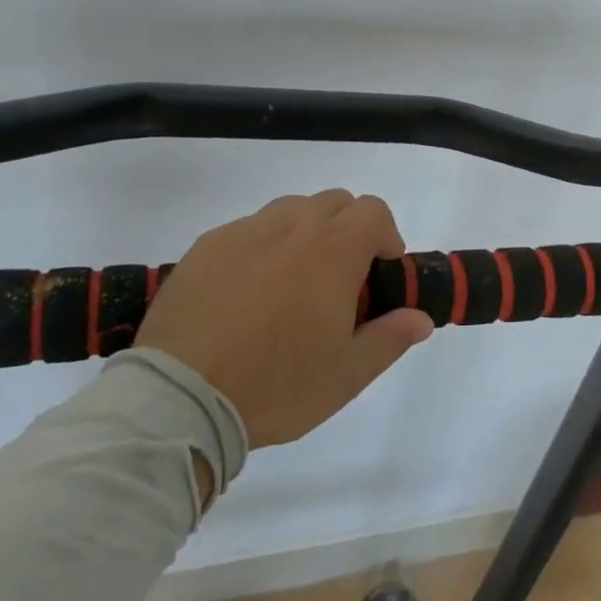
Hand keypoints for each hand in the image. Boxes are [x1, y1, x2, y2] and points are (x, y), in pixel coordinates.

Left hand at [136, 191, 434, 447]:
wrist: (180, 399)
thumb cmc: (275, 386)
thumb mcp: (346, 376)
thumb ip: (389, 338)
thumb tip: (421, 318)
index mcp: (332, 252)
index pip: (372, 210)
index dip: (385, 235)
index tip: (379, 272)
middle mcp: (291, 228)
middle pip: (333, 202)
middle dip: (347, 229)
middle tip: (338, 279)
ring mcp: (243, 233)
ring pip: (289, 210)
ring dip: (304, 232)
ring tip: (291, 282)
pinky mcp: (205, 246)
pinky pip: (246, 229)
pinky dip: (260, 246)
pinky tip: (246, 292)